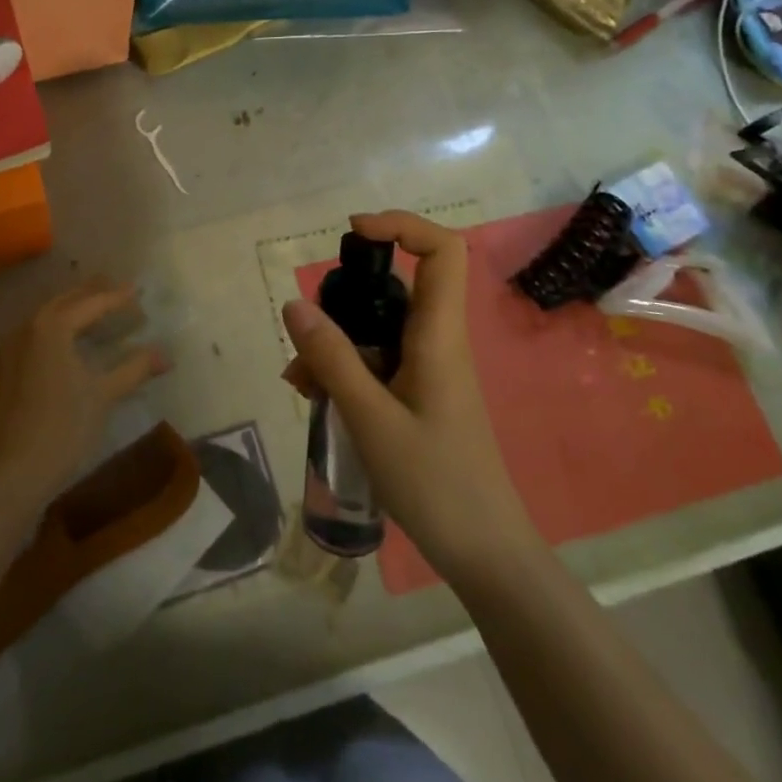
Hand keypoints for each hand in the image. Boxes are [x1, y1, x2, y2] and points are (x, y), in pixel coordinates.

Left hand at [0, 281, 167, 505]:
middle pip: (64, 302)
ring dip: (69, 310)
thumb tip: (165, 355)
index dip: (117, 297)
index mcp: (52, 326)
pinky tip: (61, 342)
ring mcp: (7, 348)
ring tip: (90, 309)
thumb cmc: (64, 427)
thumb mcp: (104, 394)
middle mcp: (26, 328)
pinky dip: (50, 331)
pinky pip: (30, 337)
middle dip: (90, 294)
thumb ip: (135, 368)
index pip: (92, 304)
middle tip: (113, 288)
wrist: (13, 473)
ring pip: (43, 318)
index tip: (137, 291)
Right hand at [282, 211, 535, 584]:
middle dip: (345, 298)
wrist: (486, 556)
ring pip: (378, 329)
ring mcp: (429, 369)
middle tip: (308, 331)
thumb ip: (332, 359)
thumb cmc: (436, 484)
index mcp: (439, 336)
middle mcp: (436, 341)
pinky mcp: (419, 394)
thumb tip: (295, 303)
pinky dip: (344, 370)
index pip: (442, 251)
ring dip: (335, 343)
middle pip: (396, 287)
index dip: (402, 225)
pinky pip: (377, 362)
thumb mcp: (371, 419)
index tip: (354, 232)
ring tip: (300, 382)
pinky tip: (315, 398)